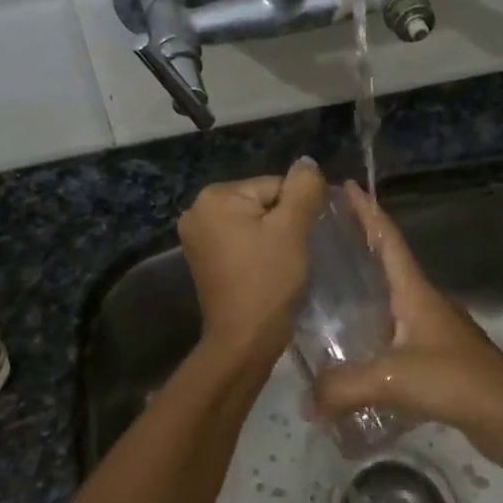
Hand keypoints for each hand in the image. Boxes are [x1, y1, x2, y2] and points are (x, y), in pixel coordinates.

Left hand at [178, 158, 328, 355]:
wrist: (244, 340)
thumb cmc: (269, 280)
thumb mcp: (292, 229)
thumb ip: (303, 188)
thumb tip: (307, 162)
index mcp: (215, 196)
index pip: (273, 186)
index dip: (295, 211)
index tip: (300, 240)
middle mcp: (197, 210)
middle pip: (261, 202)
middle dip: (281, 223)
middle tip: (290, 254)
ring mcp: (196, 236)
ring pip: (252, 222)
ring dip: (271, 237)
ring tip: (279, 264)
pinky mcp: (202, 258)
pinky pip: (240, 240)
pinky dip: (256, 250)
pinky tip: (264, 270)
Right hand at [310, 182, 502, 467]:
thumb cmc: (456, 381)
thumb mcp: (393, 379)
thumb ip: (343, 387)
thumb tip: (306, 402)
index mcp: (416, 293)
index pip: (388, 240)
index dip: (367, 211)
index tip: (346, 185)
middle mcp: (425, 304)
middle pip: (387, 267)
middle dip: (359, 249)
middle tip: (322, 242)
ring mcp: (435, 332)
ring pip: (390, 306)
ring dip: (364, 298)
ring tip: (327, 300)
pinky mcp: (438, 361)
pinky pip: (396, 341)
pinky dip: (373, 341)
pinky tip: (353, 359)